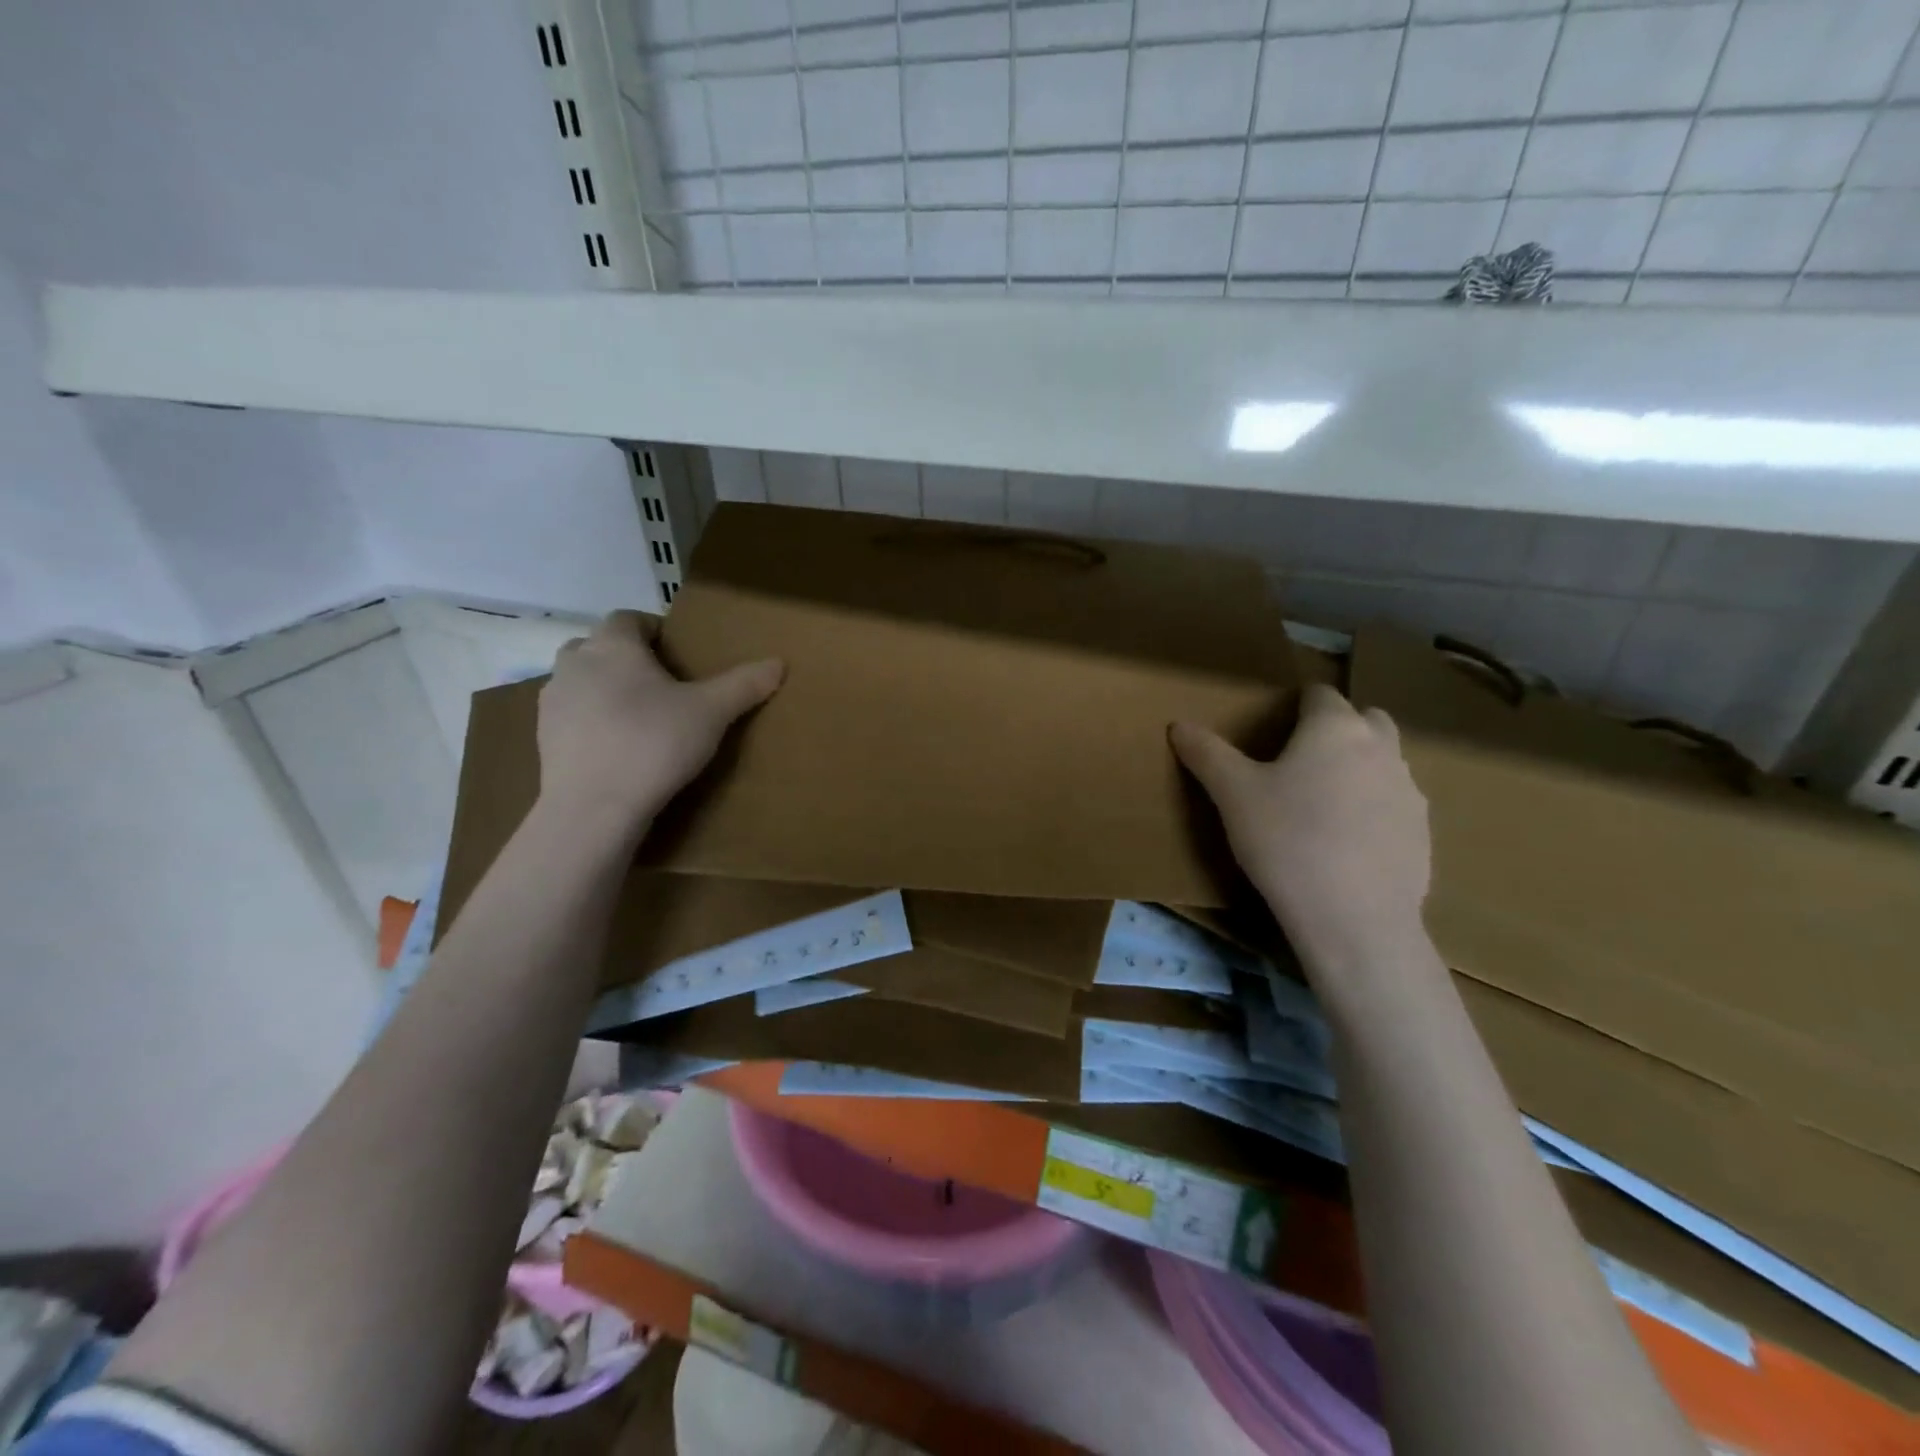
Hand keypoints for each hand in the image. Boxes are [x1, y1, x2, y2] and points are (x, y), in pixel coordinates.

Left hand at [537, 611, 782, 826]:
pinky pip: (571, 716)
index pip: (628, 618)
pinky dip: (591, 721)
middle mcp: (574, 663)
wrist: (594, 807)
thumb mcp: (712, 712)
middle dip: (626, 658)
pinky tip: (618, 748)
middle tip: (661, 685)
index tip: (678, 654)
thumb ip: (744, 684)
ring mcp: (552, 702)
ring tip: (640, 717)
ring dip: (605, 689)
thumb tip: (779, 663)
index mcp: (612, 645)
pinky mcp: (543, 738)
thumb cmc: (654, 744)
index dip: (653, 630)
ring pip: (581, 681)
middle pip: (599, 646)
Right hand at [1172, 685, 1430, 978]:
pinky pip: (1395, 804)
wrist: (1354, 919)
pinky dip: (1374, 809)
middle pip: (1364, 719)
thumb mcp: (1232, 795)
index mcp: (1336, 728)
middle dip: (1337, 729)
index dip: (1295, 706)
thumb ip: (1206, 754)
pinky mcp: (1423, 832)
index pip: (1319, 694)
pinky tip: (1345, 843)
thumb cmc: (1287, 841)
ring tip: (1322, 804)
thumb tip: (1178, 725)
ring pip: (1384, 761)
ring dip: (1359, 767)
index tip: (1273, 730)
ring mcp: (1410, 790)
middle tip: (1299, 762)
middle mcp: (1382, 748)